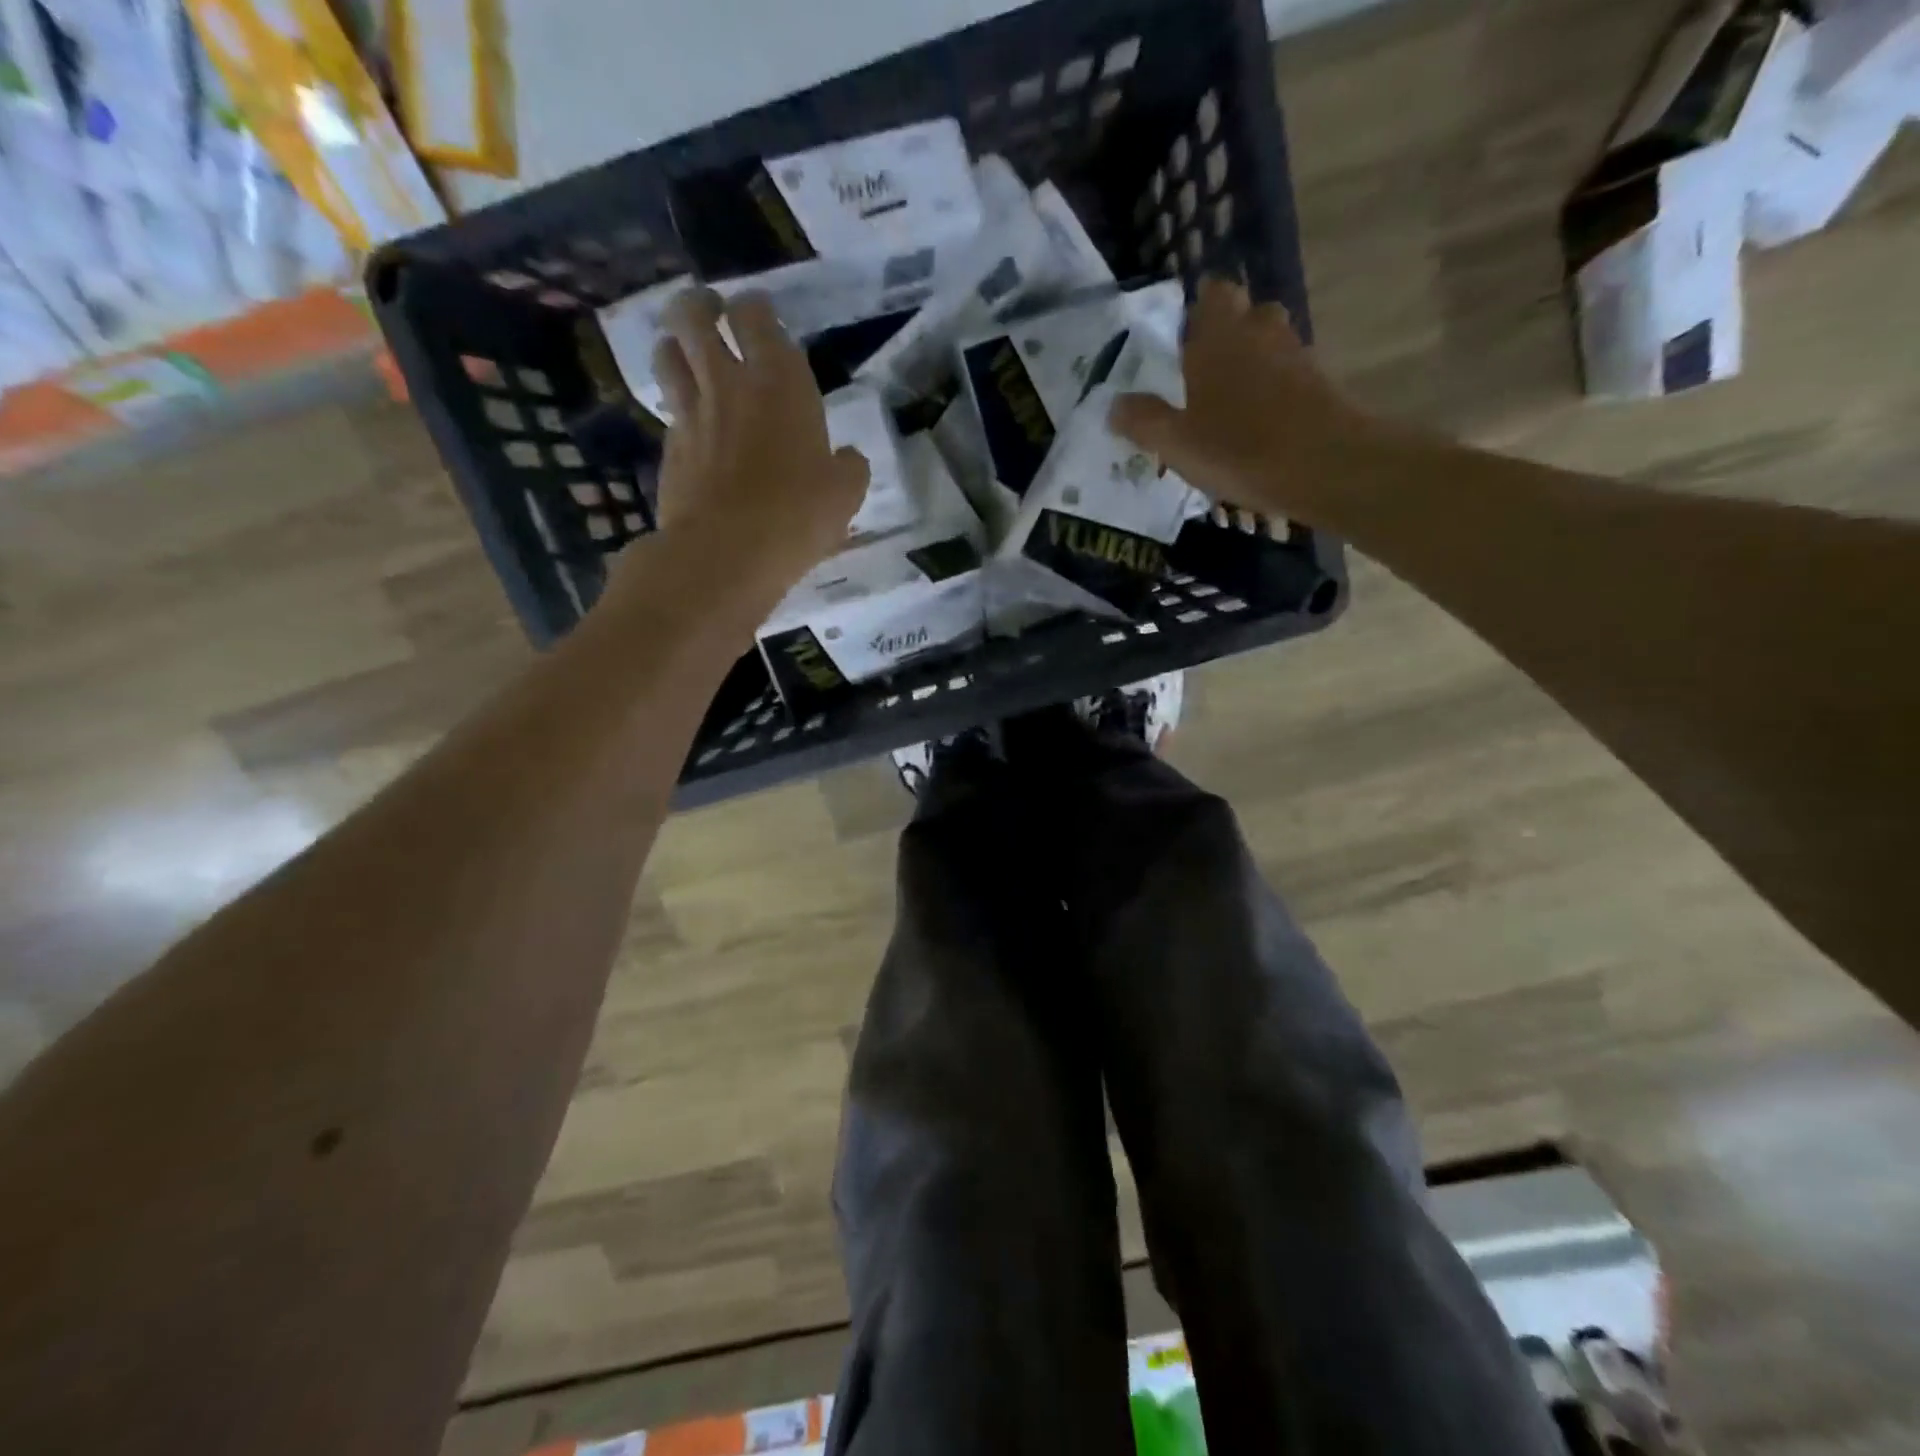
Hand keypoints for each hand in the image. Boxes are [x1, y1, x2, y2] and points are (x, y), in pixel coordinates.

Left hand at [648, 288, 868, 601]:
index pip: (756, 316)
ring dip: (676, 345)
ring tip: (688, 354)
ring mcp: (691, 415)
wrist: (726, 553)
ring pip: (667, 355)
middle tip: (711, 312)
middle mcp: (727, 384)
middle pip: (693, 316)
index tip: (760, 313)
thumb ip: (848, 468)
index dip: (755, 307)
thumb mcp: (844, 494)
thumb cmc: (796, 515)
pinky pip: (668, 410)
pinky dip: (678, 406)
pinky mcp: (668, 449)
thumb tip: (847, 459)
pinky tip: (692, 423)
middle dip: (700, 305)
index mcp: (779, 382)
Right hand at [1111, 276, 1377, 525]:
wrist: (1327, 466)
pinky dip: (1274, 391)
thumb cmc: (1240, 448)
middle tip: (1201, 375)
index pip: (1212, 293)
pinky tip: (1259, 426)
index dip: (1197, 311)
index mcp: (1219, 335)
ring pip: (1270, 345)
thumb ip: (1143, 420)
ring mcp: (1296, 355)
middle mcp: (1261, 331)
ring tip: (1228, 405)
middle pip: (1245, 315)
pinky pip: (1289, 376)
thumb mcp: (1175, 442)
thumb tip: (1114, 404)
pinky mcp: (1321, 384)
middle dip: (1226, 336)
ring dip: (1252, 364)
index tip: (1180, 341)